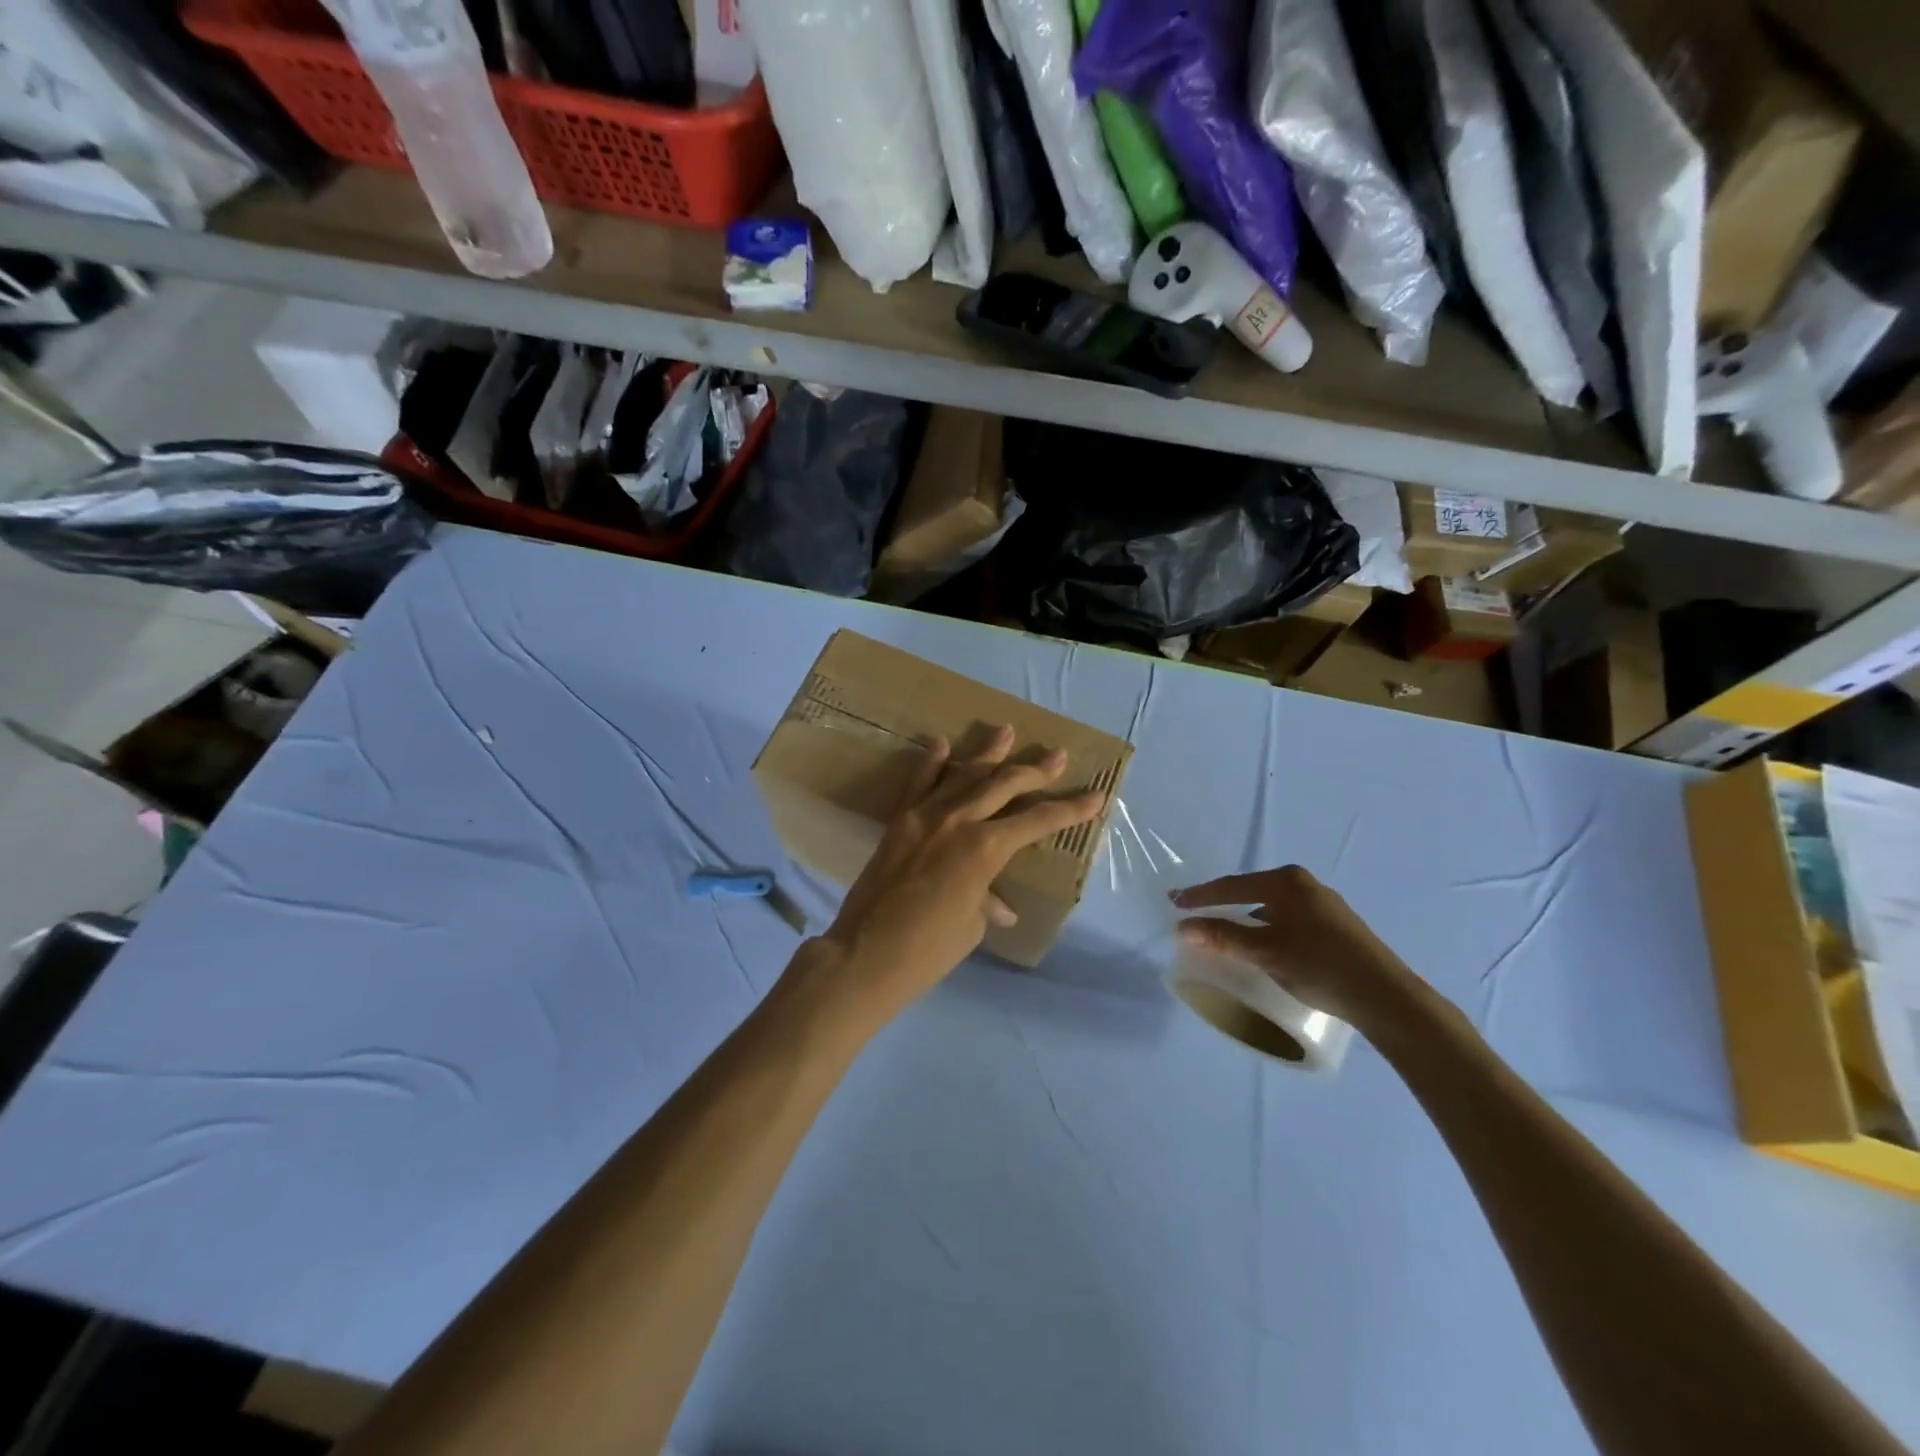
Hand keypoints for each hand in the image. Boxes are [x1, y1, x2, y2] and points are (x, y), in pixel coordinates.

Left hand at [804, 726, 1106, 1028]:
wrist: (864, 954)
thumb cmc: (928, 949)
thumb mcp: (971, 925)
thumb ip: (986, 901)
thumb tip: (1000, 906)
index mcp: (986, 849)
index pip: (1037, 821)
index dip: (1070, 809)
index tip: (1095, 795)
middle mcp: (959, 821)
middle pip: (1004, 785)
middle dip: (1035, 770)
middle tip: (1057, 754)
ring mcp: (925, 816)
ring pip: (964, 775)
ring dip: (988, 753)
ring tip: (1006, 730)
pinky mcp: (899, 821)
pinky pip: (919, 784)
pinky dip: (932, 763)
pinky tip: (942, 743)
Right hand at [1172, 866, 1425, 1035]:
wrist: (1386, 996)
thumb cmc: (1320, 965)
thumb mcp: (1265, 952)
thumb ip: (1223, 937)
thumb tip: (1182, 927)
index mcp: (1287, 881)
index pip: (1232, 886)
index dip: (1201, 896)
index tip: (1175, 903)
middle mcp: (1305, 884)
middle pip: (1251, 892)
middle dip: (1223, 905)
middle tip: (1196, 916)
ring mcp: (1324, 904)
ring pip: (1271, 907)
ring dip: (1246, 919)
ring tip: (1226, 934)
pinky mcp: (1336, 926)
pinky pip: (1288, 919)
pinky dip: (1268, 929)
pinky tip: (1264, 946)